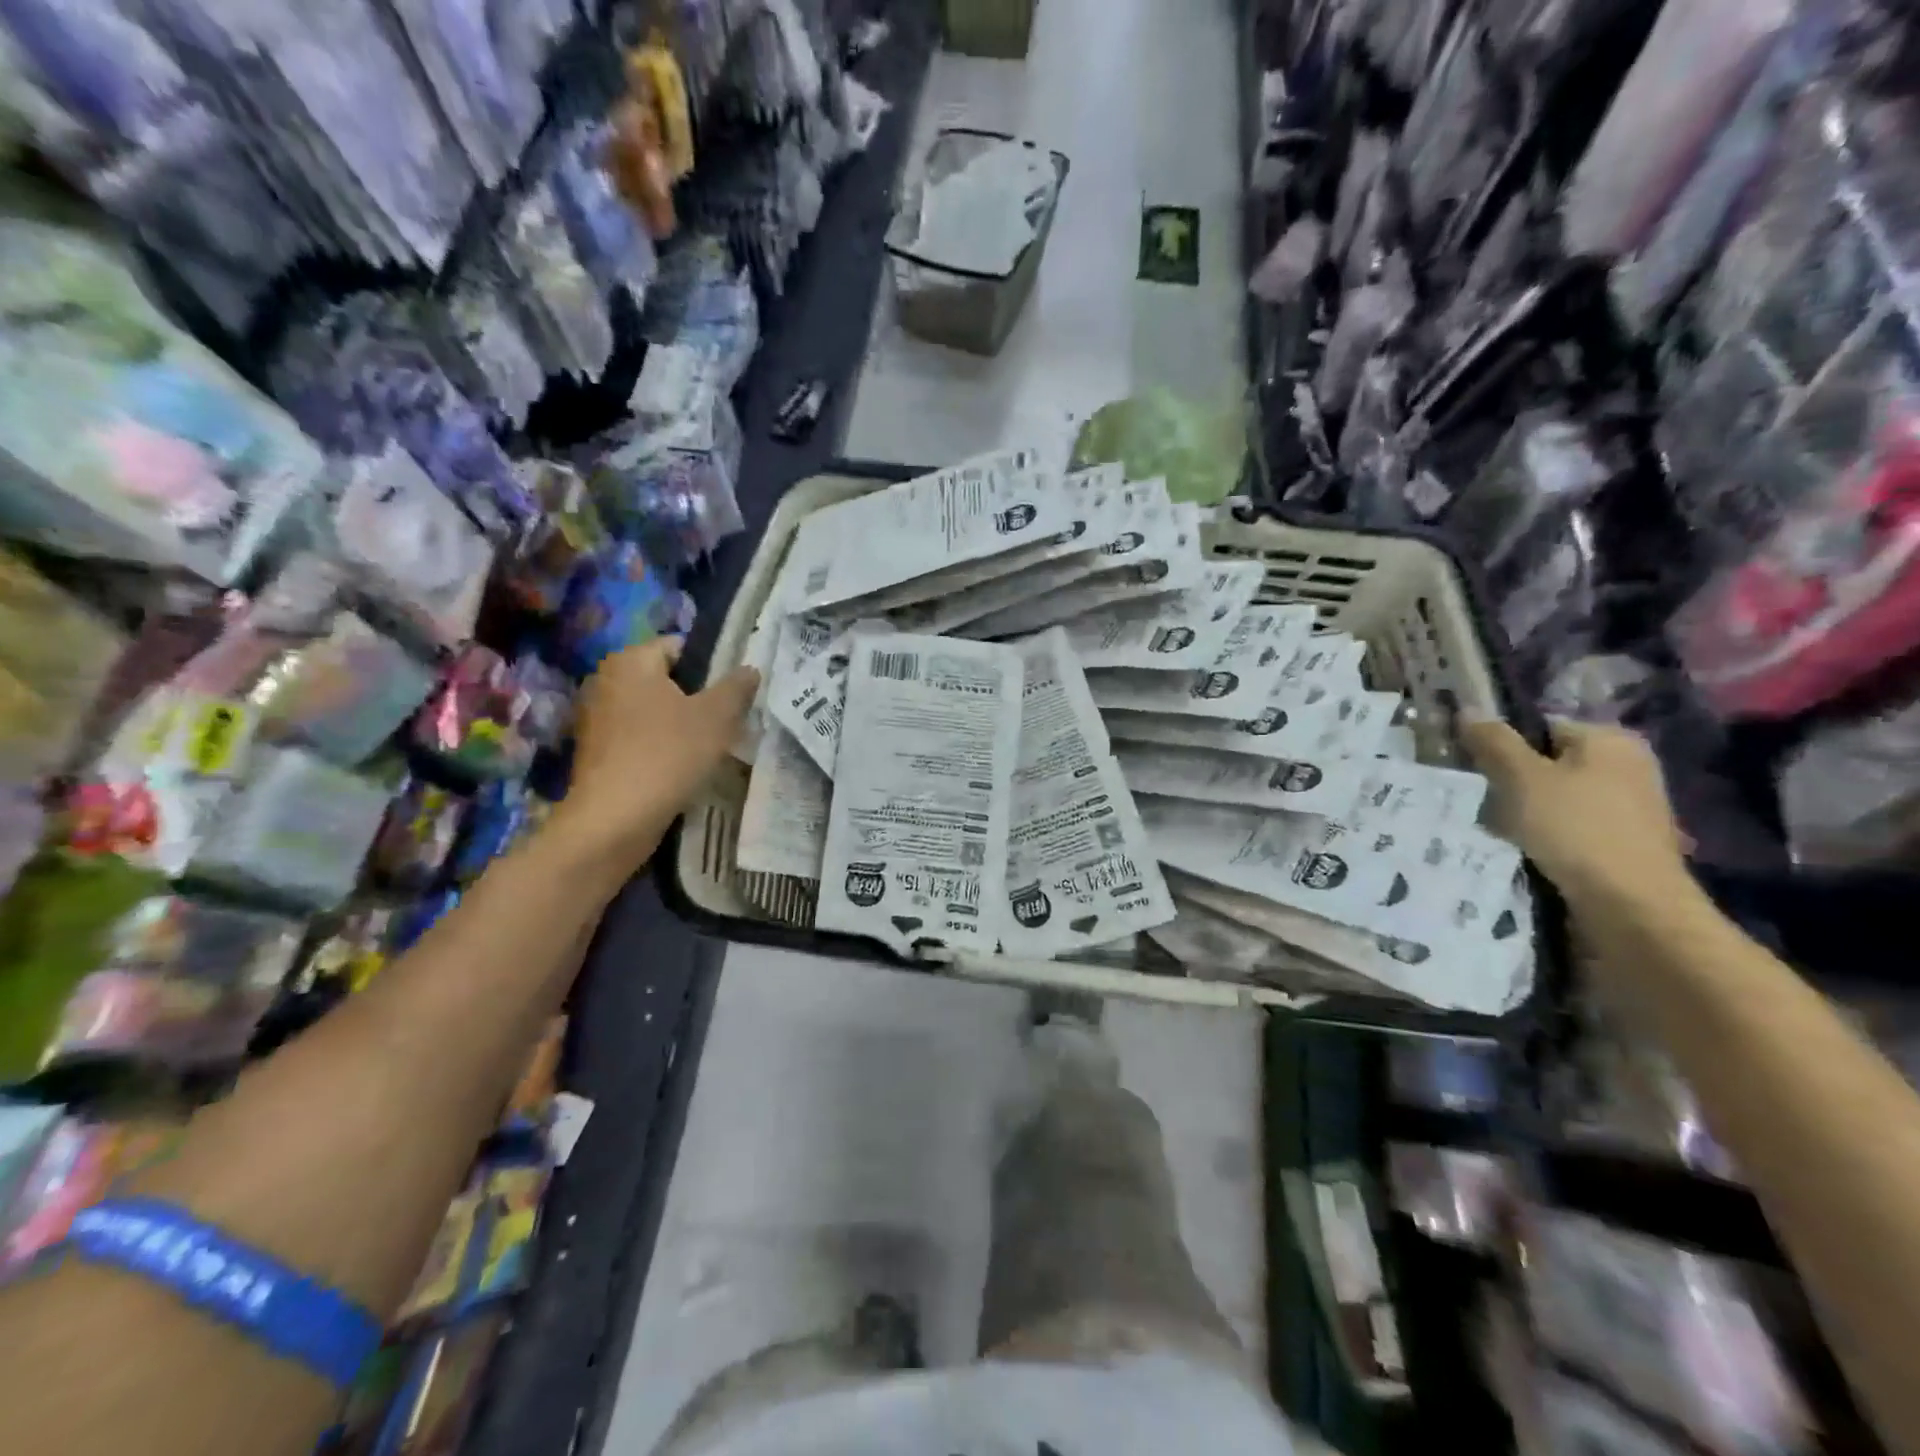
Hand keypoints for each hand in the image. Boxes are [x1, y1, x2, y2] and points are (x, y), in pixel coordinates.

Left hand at [554, 638, 758, 865]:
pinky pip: (639, 737)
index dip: (713, 667)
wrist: (614, 820)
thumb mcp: (717, 717)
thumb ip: (737, 687)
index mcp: (630, 660)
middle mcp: (605, 679)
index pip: (680, 647)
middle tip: (728, 721)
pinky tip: (682, 767)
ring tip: (709, 747)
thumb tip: (750, 669)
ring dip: (680, 725)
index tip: (735, 694)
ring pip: (653, 711)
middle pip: (667, 680)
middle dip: (698, 698)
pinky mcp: (596, 752)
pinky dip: (660, 746)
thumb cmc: (667, 755)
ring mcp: (596, 717)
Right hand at [1460, 717, 1690, 916]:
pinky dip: (1548, 835)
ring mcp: (1632, 806)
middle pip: (1548, 763)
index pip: (1540, 727)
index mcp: (1609, 739)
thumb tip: (1468, 709)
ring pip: (1557, 797)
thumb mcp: (1521, 778)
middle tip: (1488, 804)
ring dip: (1527, 812)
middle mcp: (1628, 765)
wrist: (1631, 905)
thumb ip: (1493, 741)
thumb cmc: (1574, 829)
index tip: (1478, 772)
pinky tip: (1530, 850)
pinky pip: (1572, 826)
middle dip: (1514, 783)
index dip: (1503, 747)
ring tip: (1503, 831)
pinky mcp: (1626, 841)